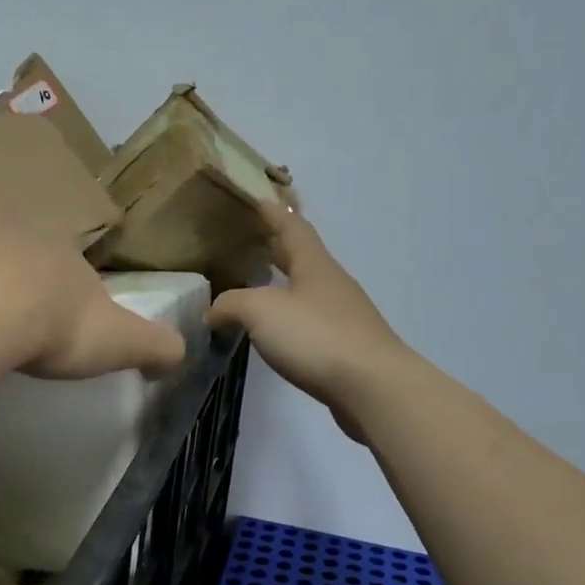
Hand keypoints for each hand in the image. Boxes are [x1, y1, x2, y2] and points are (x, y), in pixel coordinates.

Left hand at [0, 205, 185, 379]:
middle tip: (4, 318)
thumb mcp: (120, 341)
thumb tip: (181, 355)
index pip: (67, 259)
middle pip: (17, 245)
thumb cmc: (53, 323)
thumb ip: (156, 347)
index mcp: (63, 245)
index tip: (50, 320)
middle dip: (13, 273)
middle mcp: (17, 222)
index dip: (59, 288)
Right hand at [207, 205, 411, 441]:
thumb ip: (230, 305)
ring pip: (308, 291)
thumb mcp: (260, 311)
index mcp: (314, 265)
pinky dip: (292, 319)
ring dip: (286, 285)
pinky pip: (312, 323)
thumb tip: (213, 313)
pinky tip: (279, 332)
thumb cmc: (316, 336)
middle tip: (253, 240)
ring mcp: (344, 317)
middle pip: (303, 257)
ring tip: (259, 288)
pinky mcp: (346, 347)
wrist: (372, 387)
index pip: (292, 227)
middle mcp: (332, 284)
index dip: (274, 212)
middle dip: (278, 247)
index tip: (260, 198)